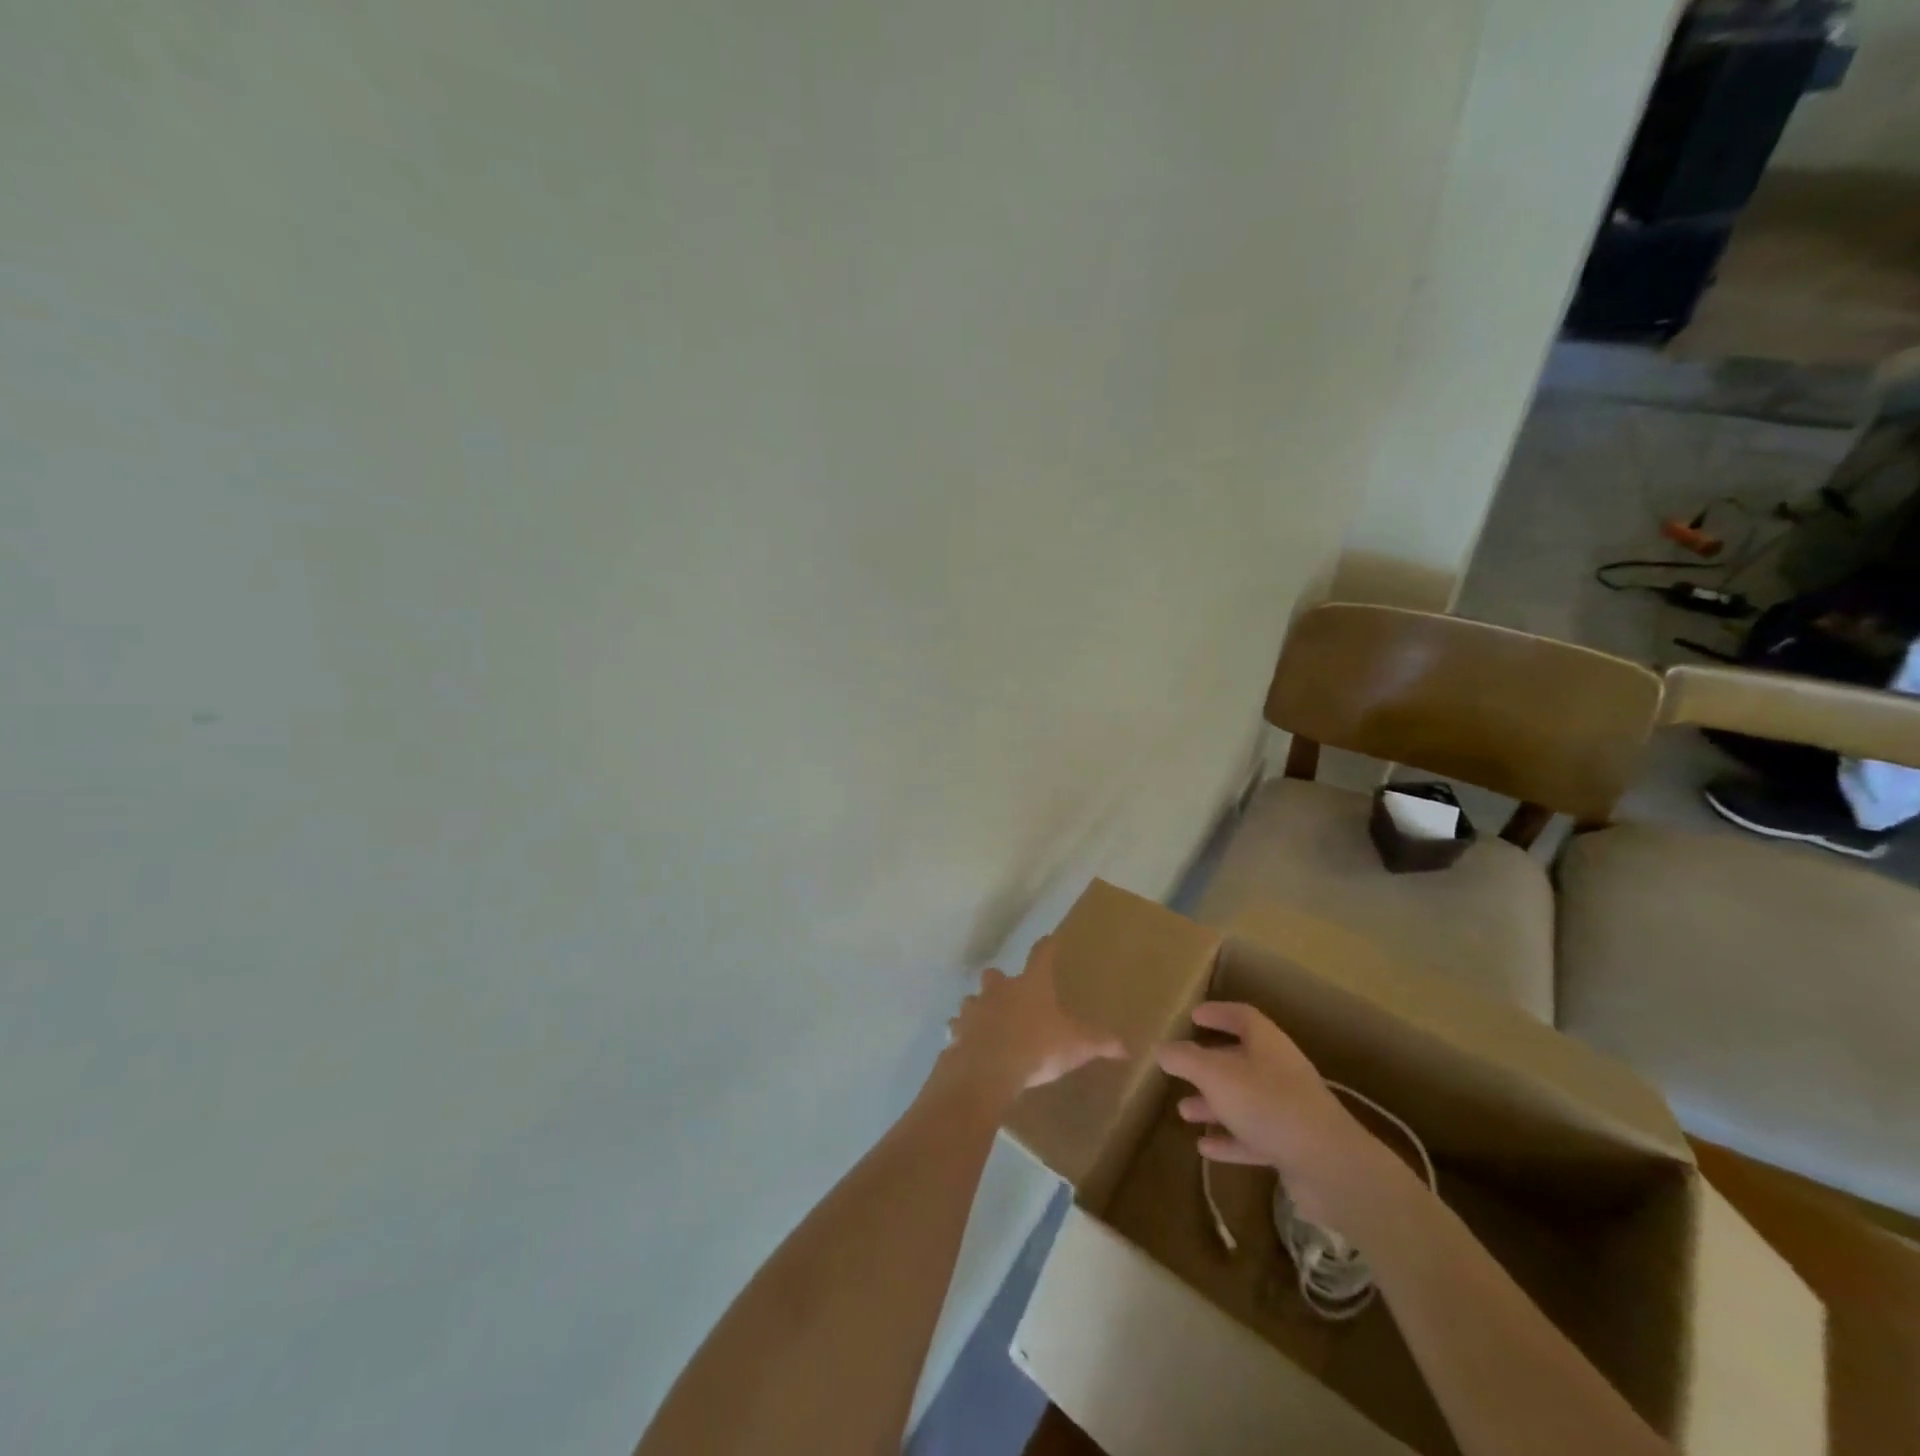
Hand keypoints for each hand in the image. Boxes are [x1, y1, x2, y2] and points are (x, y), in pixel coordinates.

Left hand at [944, 936, 1124, 1094]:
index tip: (1048, 939)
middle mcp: (1000, 990)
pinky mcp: (957, 1031)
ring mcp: (975, 1009)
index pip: (1041, 955)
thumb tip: (1127, 1046)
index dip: (1046, 946)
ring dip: (977, 1008)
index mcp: (1031, 986)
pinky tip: (965, 1045)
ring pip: (972, 1000)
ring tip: (985, 1022)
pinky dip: (961, 1034)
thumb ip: (1101, 1043)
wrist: (989, 1068)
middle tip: (1007, 992)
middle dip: (999, 981)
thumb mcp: (1077, 1046)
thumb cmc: (1037, 1048)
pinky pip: (957, 1028)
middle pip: (994, 975)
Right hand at [1155, 1002, 1382, 1223]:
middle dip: (1208, 1064)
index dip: (1217, 1013)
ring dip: (1214, 1104)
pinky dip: (1229, 1139)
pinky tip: (1205, 1148)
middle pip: (1240, 1059)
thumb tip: (1160, 1047)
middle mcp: (1280, 1071)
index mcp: (1267, 1044)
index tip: (1193, 1016)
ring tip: (1184, 1112)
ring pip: (1244, 1099)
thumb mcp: (1216, 1075)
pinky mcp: (1292, 1146)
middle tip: (1180, 1069)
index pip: (1241, 1016)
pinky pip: (1253, 1136)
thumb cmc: (1268, 1104)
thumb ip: (1185, 1059)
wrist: (1330, 1167)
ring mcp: (1289, 1109)